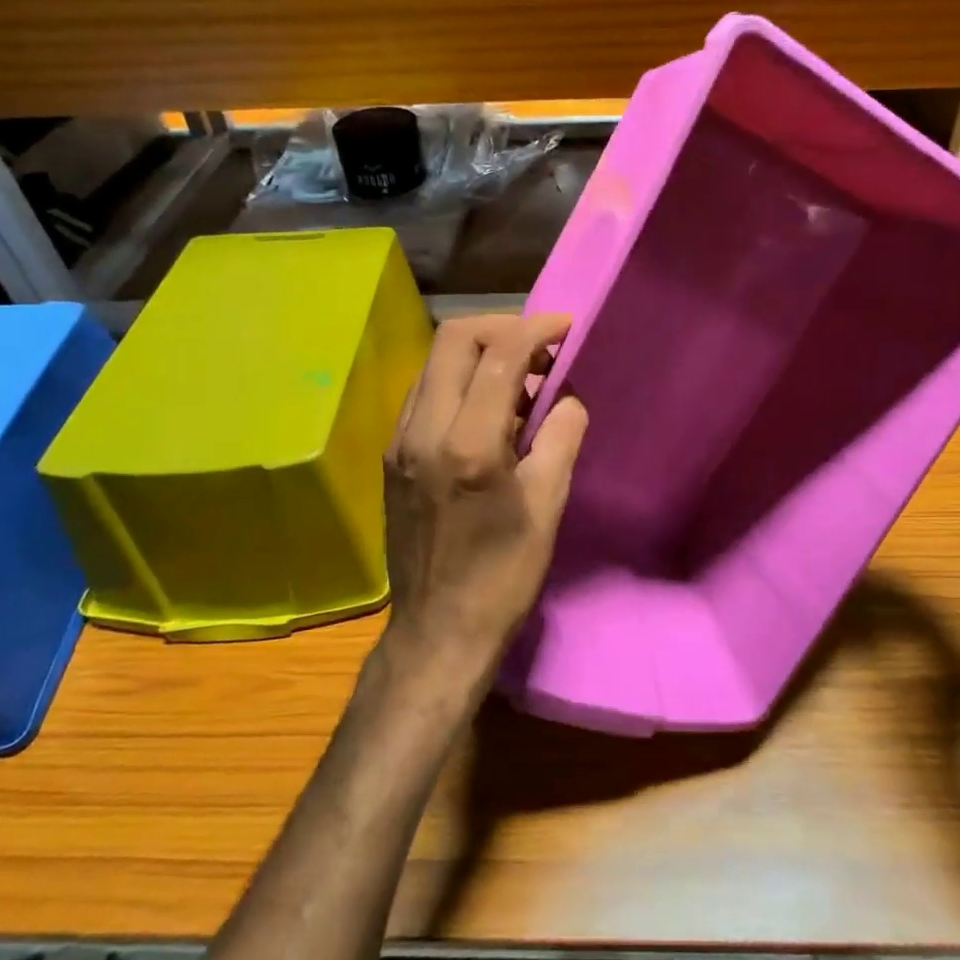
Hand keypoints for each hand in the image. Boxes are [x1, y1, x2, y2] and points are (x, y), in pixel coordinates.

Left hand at [381, 314, 588, 682]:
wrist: (437, 632)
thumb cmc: (502, 575)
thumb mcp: (547, 506)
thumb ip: (561, 436)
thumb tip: (566, 395)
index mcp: (467, 444)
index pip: (500, 355)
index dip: (537, 330)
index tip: (566, 328)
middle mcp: (423, 430)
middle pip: (455, 339)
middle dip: (503, 327)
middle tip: (541, 346)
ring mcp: (399, 441)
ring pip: (435, 363)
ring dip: (480, 354)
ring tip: (521, 379)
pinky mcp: (392, 455)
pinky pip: (426, 393)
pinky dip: (460, 381)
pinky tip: (488, 409)